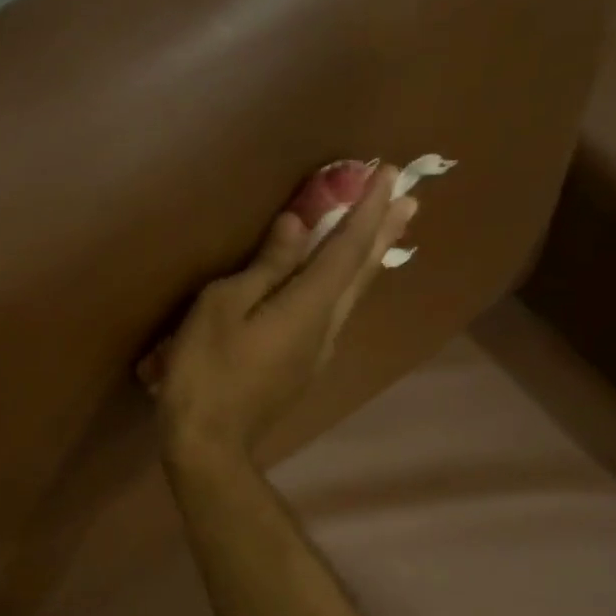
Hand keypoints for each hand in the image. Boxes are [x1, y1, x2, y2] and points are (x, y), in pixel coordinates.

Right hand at [144, 164, 415, 465]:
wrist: (208, 443)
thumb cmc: (206, 369)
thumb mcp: (223, 307)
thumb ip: (265, 268)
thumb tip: (298, 227)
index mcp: (307, 307)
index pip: (346, 248)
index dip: (366, 210)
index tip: (388, 173)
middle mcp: (326, 328)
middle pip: (360, 273)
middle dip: (383, 233)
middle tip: (409, 199)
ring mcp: (316, 353)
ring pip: (351, 297)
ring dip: (369, 260)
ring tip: (386, 233)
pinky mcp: (302, 370)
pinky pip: (333, 316)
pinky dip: (345, 287)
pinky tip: (339, 287)